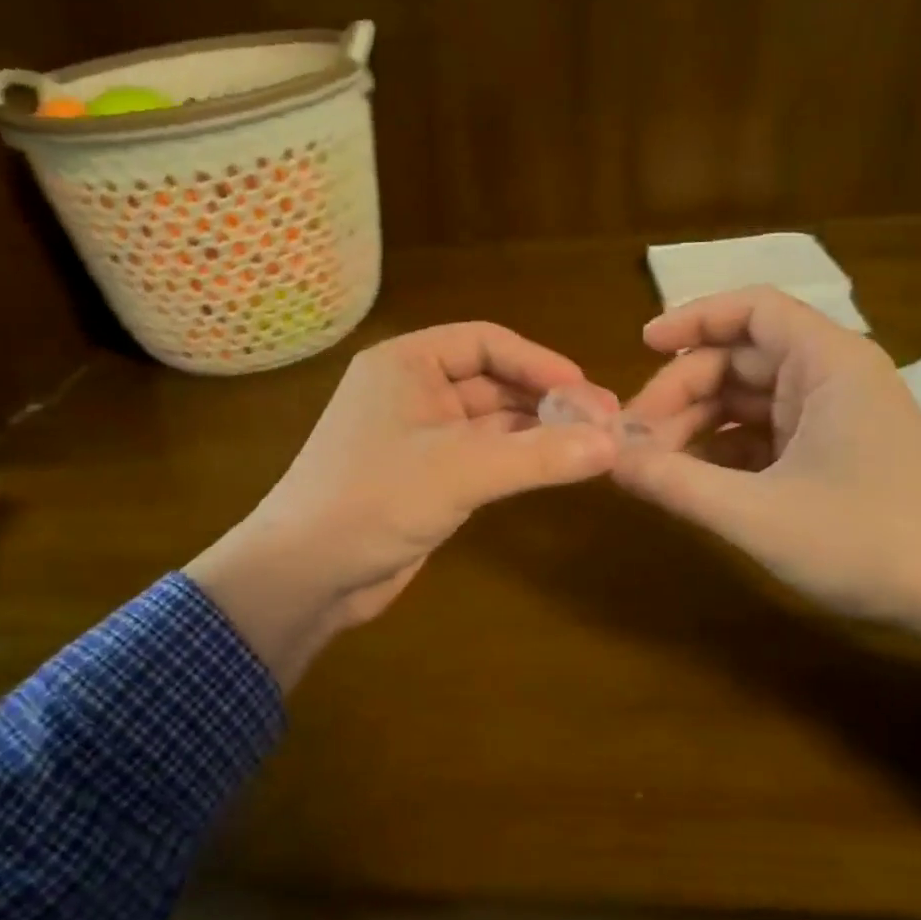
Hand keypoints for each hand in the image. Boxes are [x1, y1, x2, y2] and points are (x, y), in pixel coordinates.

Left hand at [187, 323, 618, 689]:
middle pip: (492, 382)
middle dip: (545, 400)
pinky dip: (516, 460)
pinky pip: (480, 456)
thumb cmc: (372, 501)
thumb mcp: (461, 471)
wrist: (305, 576)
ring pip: (489, 422)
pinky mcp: (425, 478)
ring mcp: (417, 437)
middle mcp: (411, 391)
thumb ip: (539, 456)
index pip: (485, 343)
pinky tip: (553, 470)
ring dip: (535, 432)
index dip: (539, 362)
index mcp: (406, 364)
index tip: (586, 389)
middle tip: (604, 422)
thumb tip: (615, 444)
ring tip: (591, 447)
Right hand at [614, 288, 920, 623]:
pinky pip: (764, 434)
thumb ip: (676, 484)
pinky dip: (724, 451)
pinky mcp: (832, 452)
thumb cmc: (869, 541)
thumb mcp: (758, 514)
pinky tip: (692, 481)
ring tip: (653, 465)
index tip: (641, 346)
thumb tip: (609, 459)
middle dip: (681, 392)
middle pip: (739, 359)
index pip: (753, 310)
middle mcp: (831, 377)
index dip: (693, 319)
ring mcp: (834, 416)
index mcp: (827, 364)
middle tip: (634, 439)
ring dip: (697, 426)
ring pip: (747, 400)